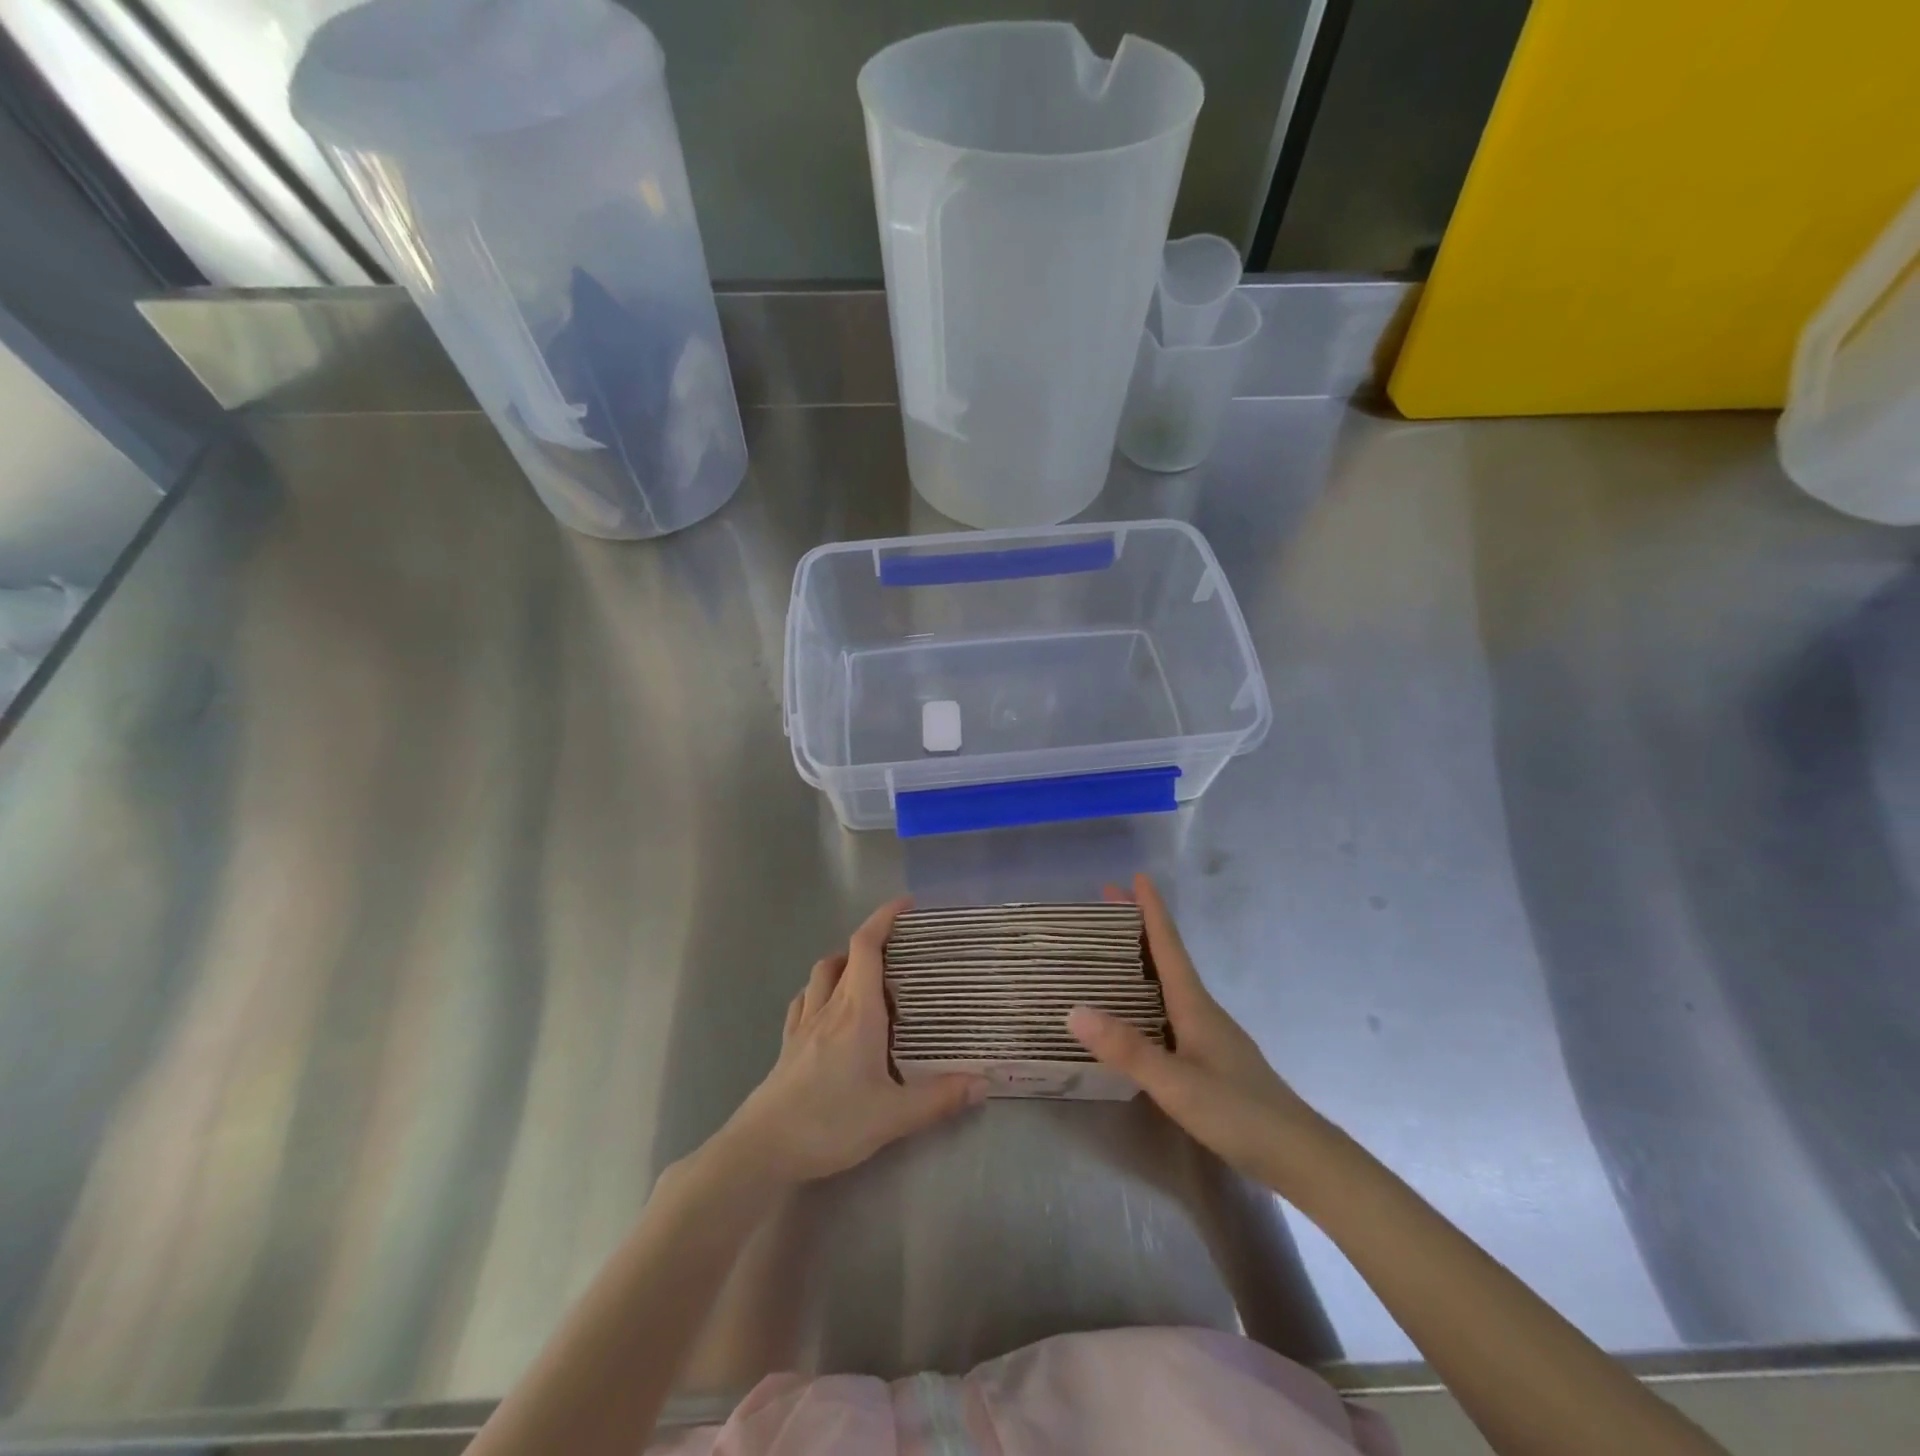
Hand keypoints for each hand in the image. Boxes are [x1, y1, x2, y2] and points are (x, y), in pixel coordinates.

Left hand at [714, 898, 986, 1185]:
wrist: (763, 1148)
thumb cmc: (830, 1122)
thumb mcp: (893, 1116)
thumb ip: (939, 1098)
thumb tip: (983, 1082)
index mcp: (857, 1011)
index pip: (867, 947)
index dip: (884, 918)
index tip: (907, 905)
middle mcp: (829, 1007)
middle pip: (846, 955)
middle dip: (872, 941)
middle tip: (900, 950)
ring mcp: (804, 1024)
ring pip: (821, 974)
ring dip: (843, 962)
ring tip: (867, 975)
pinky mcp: (788, 1044)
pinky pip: (804, 1000)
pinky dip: (819, 990)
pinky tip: (829, 1008)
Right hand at [1068, 875, 1320, 1183]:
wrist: (1300, 1156)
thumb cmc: (1239, 1113)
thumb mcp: (1176, 1084)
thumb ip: (1127, 1049)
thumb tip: (1074, 1010)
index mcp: (1194, 1005)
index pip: (1168, 945)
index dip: (1151, 910)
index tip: (1134, 877)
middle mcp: (1202, 1010)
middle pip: (1167, 956)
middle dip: (1138, 927)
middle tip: (1106, 904)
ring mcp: (1209, 1034)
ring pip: (1169, 983)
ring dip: (1142, 959)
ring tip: (1110, 950)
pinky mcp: (1211, 1058)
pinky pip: (1170, 1009)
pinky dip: (1148, 994)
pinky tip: (1136, 1012)